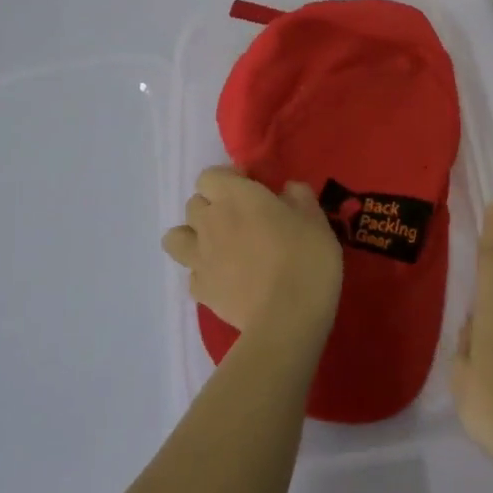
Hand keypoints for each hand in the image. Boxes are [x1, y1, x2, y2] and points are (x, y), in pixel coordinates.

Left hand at [161, 167, 341, 343]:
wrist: (287, 317)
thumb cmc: (306, 258)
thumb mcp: (315, 219)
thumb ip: (299, 197)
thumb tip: (288, 190)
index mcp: (235, 196)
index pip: (210, 175)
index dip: (229, 180)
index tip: (252, 189)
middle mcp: (209, 222)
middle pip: (194, 204)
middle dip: (213, 206)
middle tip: (242, 219)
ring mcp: (199, 258)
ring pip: (176, 237)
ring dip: (193, 237)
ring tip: (219, 246)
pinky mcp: (200, 290)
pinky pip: (192, 273)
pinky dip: (205, 273)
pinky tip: (226, 279)